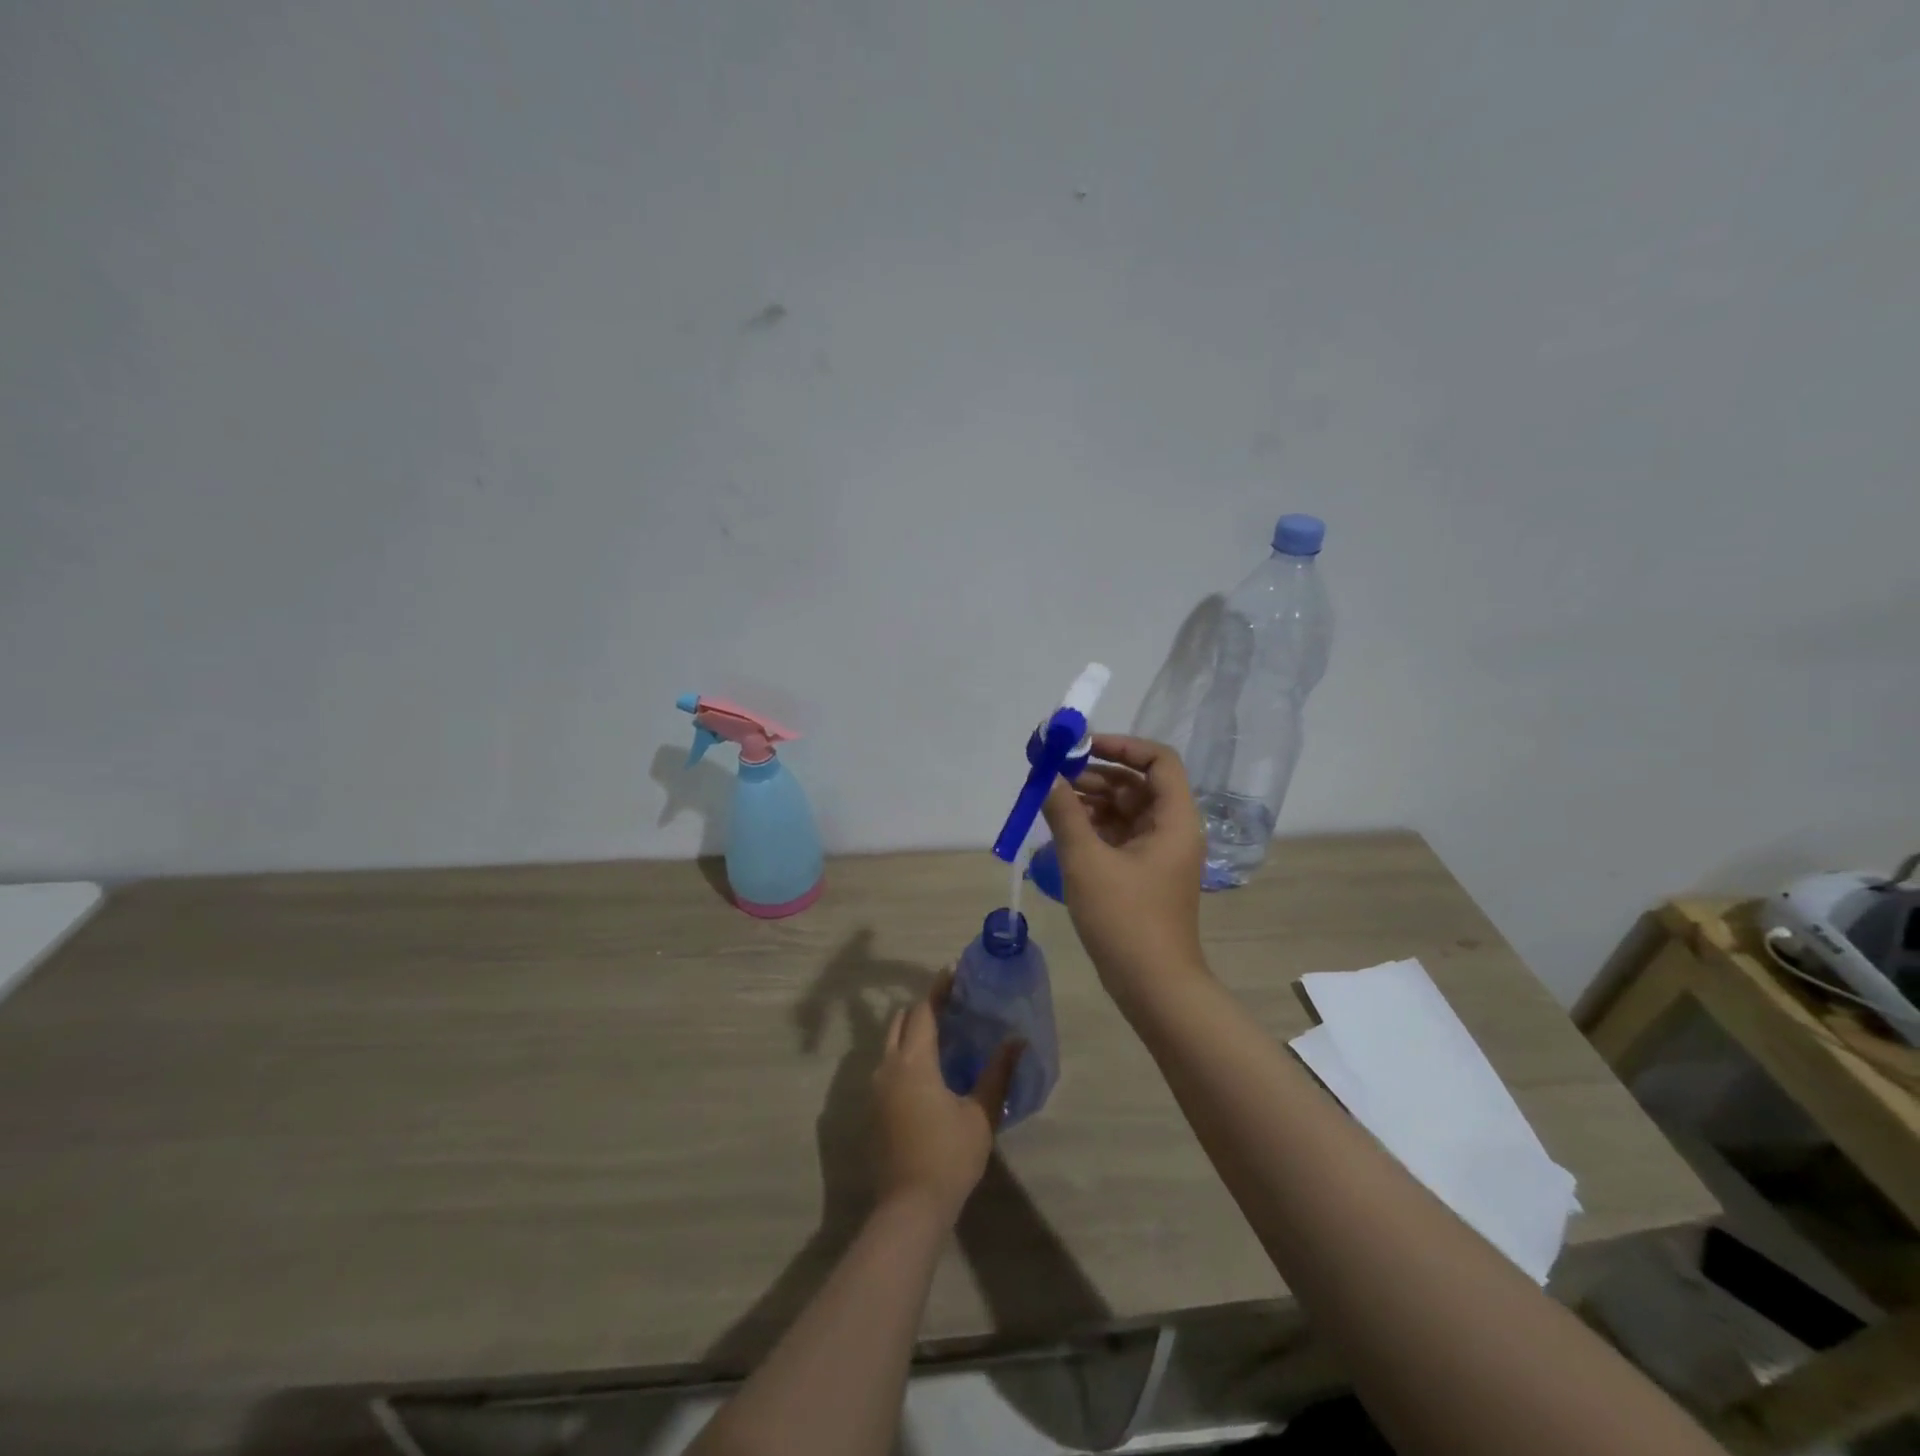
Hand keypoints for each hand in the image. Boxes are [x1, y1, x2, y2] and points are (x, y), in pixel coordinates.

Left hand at [872, 975, 1021, 1221]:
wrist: (909, 1208)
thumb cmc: (948, 1156)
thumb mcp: (980, 1114)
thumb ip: (997, 1073)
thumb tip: (1016, 1041)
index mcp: (914, 1061)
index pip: (923, 1011)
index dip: (938, 990)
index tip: (953, 973)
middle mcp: (888, 1067)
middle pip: (900, 1021)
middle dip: (922, 1008)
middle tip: (950, 1004)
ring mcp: (876, 1089)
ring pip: (890, 1044)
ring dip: (911, 1032)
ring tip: (941, 1034)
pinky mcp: (874, 1109)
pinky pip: (887, 1066)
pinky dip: (904, 1054)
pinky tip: (926, 1070)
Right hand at [1041, 734, 1207, 997]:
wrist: (1153, 986)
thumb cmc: (1125, 919)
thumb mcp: (1086, 861)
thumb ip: (1065, 813)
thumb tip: (1048, 777)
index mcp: (1173, 819)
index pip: (1158, 761)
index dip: (1122, 746)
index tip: (1082, 747)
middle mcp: (1171, 830)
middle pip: (1137, 784)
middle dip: (1096, 775)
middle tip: (1054, 775)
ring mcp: (1159, 853)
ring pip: (1125, 811)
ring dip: (1091, 801)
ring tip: (1052, 802)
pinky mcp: (1144, 874)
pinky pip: (1120, 836)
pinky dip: (1094, 827)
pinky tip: (1063, 829)